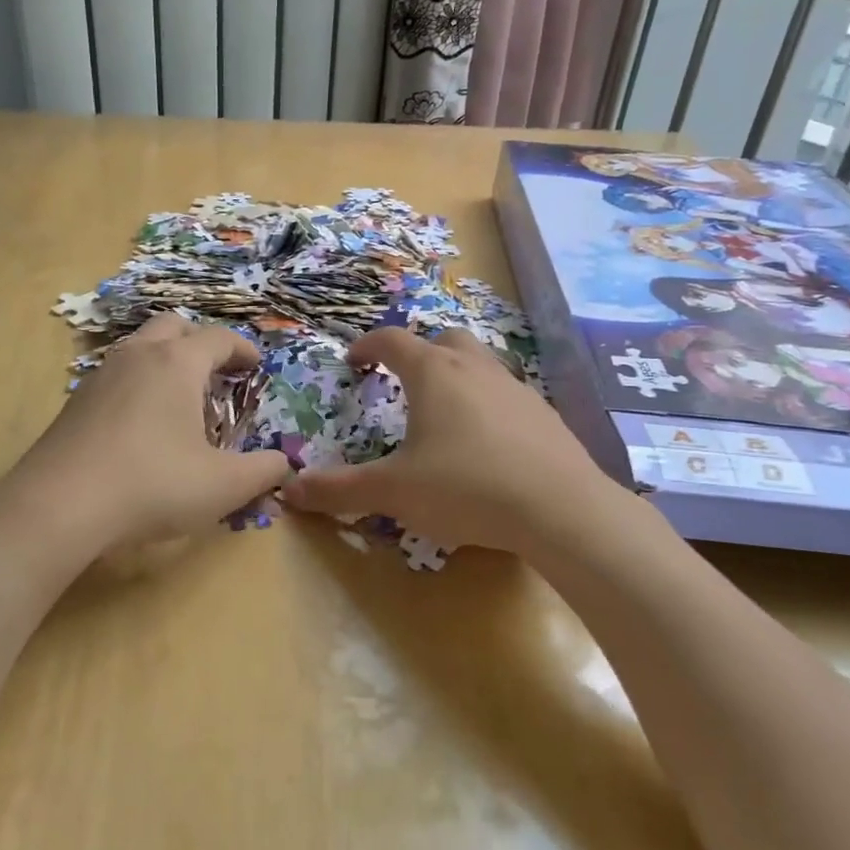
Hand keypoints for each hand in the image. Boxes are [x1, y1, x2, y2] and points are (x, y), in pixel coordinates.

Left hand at [7, 314, 290, 550]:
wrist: (58, 506)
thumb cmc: (153, 484)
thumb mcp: (224, 486)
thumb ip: (264, 471)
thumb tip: (284, 465)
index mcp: (178, 363)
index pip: (218, 338)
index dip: (243, 350)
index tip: (256, 367)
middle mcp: (138, 356)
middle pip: (174, 326)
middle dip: (200, 343)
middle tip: (216, 374)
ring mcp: (101, 376)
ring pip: (139, 347)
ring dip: (165, 360)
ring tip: (180, 399)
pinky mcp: (75, 402)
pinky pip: (116, 375)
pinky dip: (138, 384)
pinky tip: (141, 425)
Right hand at [280, 327, 643, 555]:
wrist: (560, 509)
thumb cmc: (465, 488)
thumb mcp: (393, 492)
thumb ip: (339, 490)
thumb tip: (289, 492)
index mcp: (434, 374)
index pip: (392, 340)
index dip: (368, 346)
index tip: (354, 361)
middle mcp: (476, 369)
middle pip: (443, 339)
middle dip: (419, 352)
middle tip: (403, 380)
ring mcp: (517, 388)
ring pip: (481, 364)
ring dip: (457, 377)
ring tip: (444, 415)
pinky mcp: (546, 415)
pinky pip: (509, 396)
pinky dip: (489, 406)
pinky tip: (488, 445)